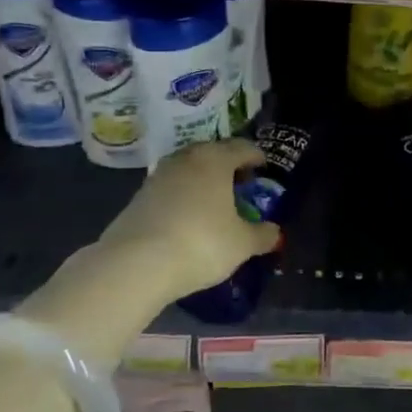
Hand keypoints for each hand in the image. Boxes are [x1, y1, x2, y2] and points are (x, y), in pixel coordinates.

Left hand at [97, 137, 281, 298]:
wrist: (136, 263)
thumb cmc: (201, 243)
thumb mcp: (242, 244)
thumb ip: (262, 235)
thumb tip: (275, 232)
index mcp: (215, 160)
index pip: (242, 147)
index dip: (256, 156)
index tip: (264, 167)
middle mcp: (186, 159)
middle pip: (212, 153)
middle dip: (228, 165)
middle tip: (241, 183)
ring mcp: (158, 176)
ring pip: (188, 169)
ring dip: (203, 179)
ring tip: (214, 200)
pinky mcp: (138, 196)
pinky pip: (170, 188)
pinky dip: (183, 195)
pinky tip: (188, 216)